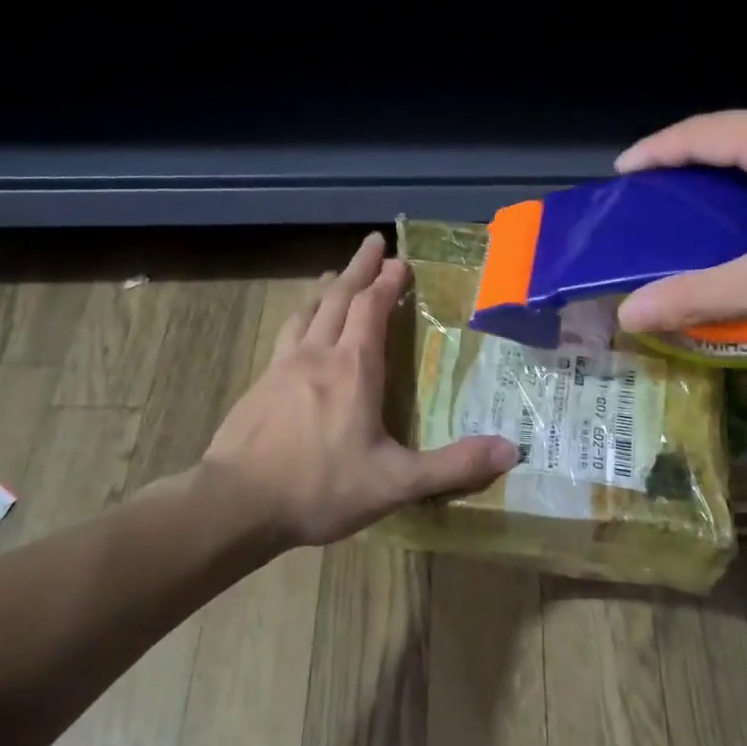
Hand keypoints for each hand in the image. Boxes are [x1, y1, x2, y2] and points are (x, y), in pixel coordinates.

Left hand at [202, 232, 518, 547]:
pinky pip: (286, 336)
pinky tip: (300, 332)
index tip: (400, 261)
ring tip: (335, 276)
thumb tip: (510, 449)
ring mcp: (281, 367)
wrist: (236, 503)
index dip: (387, 282)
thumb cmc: (320, 487)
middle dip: (359, 268)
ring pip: (307, 312)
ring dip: (326, 289)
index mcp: (353, 368)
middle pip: (338, 297)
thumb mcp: (395, 483)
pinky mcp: (258, 386)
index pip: (371, 308)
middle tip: (373, 242)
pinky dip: (302, 318)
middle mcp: (316, 355)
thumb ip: (453, 466)